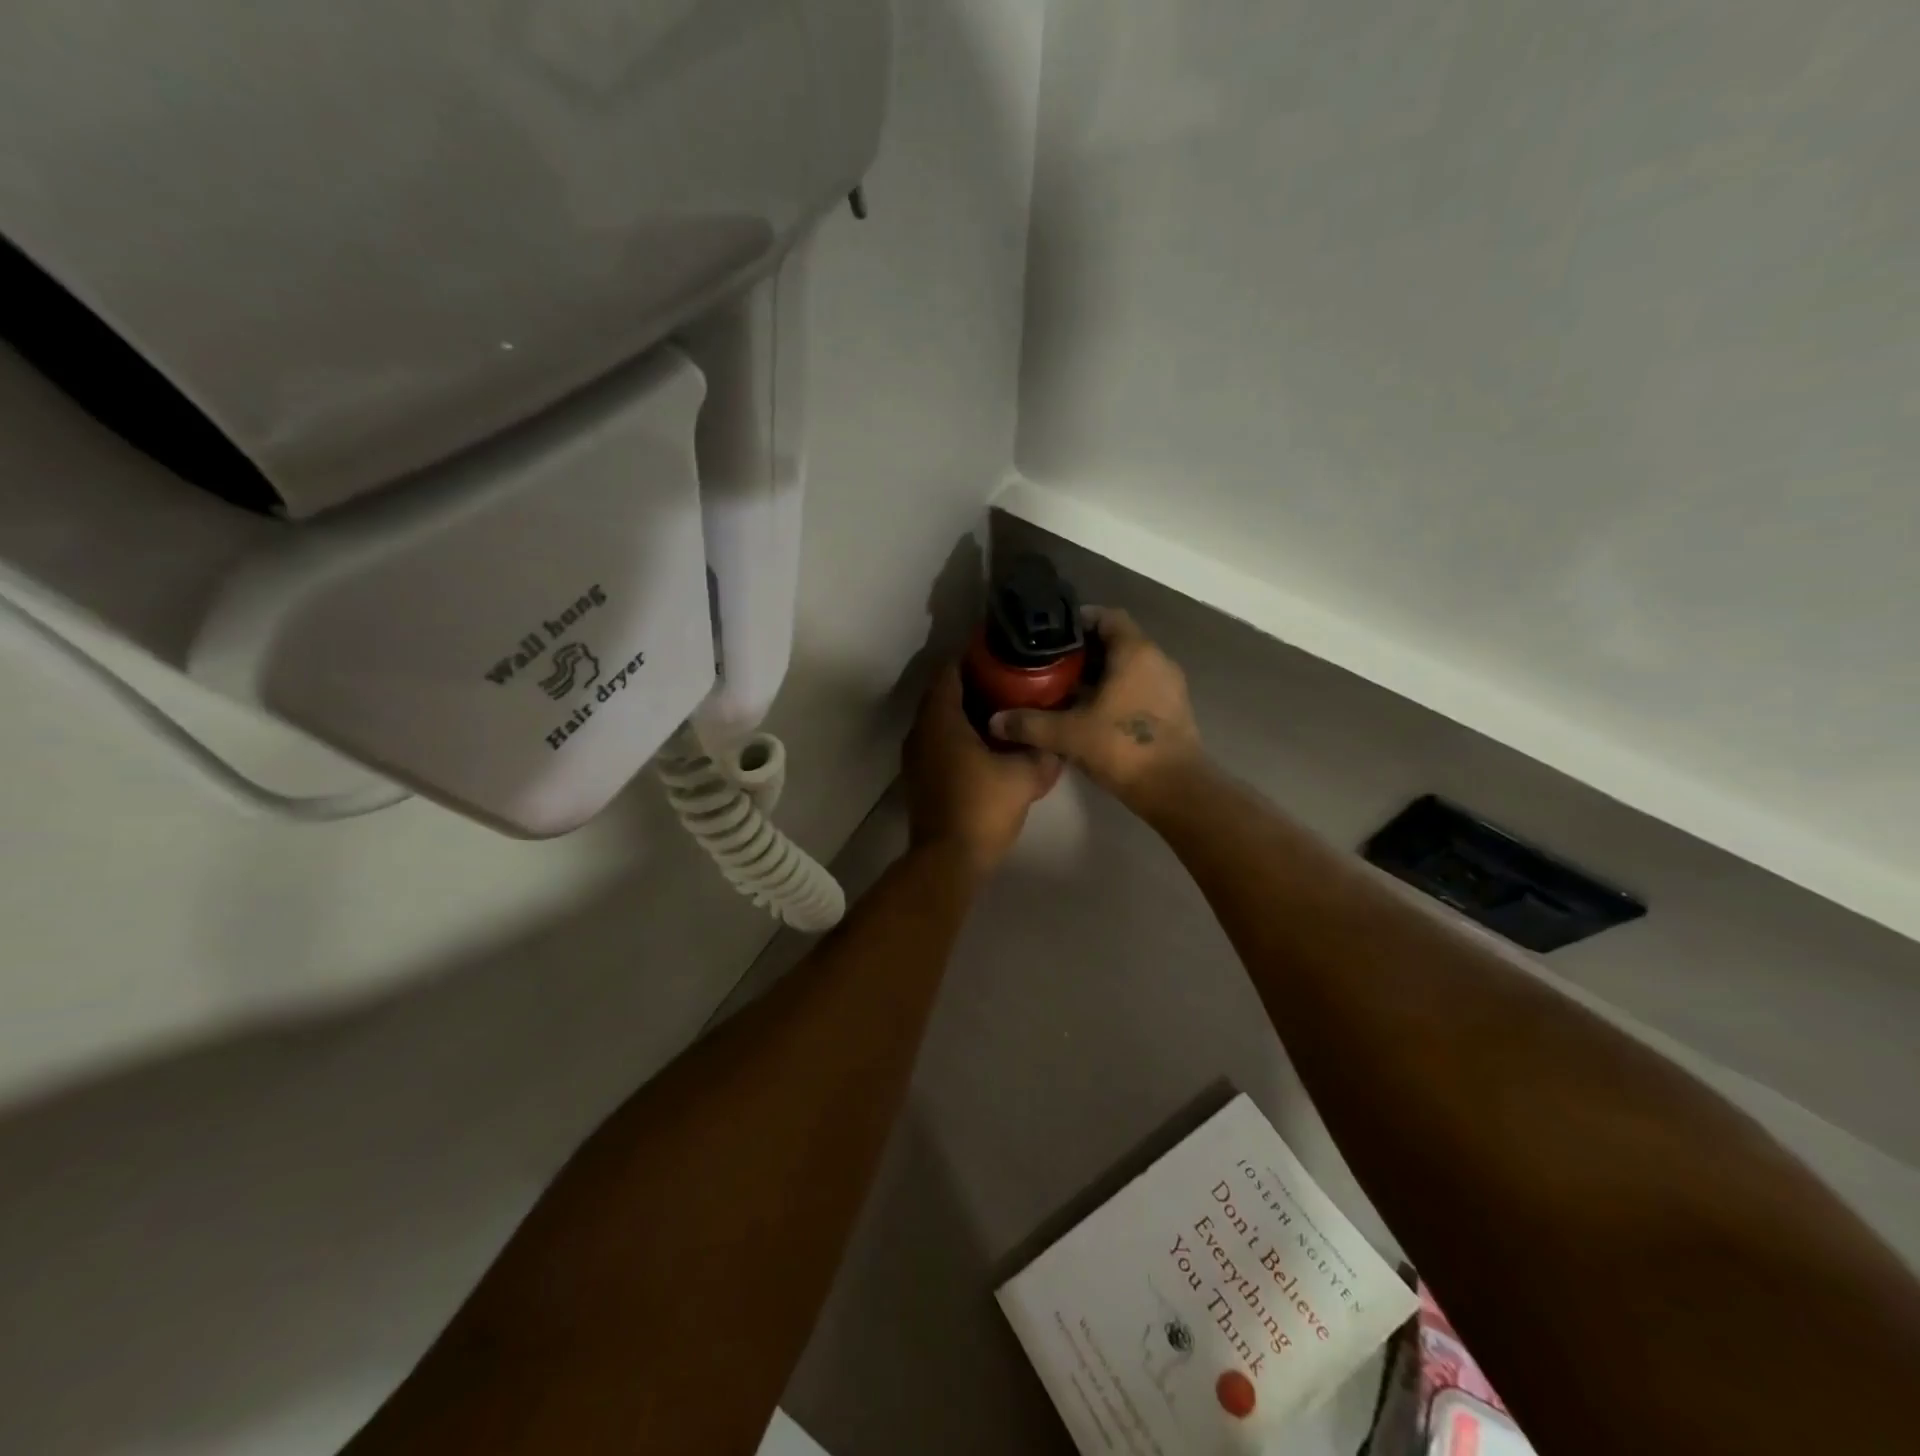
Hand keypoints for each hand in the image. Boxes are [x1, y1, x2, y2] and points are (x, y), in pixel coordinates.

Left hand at [904, 666, 1061, 873]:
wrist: (948, 859)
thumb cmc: (983, 808)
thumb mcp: (1024, 777)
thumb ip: (1042, 753)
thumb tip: (1056, 743)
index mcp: (941, 719)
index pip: (950, 672)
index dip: (972, 657)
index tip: (999, 652)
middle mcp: (920, 730)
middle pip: (942, 693)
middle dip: (972, 683)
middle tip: (1008, 678)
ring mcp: (915, 755)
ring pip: (938, 719)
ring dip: (964, 711)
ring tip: (1001, 707)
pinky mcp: (919, 776)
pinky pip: (937, 741)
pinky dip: (957, 734)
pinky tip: (986, 742)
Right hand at [988, 606, 1201, 804]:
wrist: (1174, 789)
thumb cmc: (1122, 747)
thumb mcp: (1068, 734)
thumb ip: (1029, 724)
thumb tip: (994, 721)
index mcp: (1135, 652)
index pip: (1108, 616)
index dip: (1080, 620)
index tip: (1053, 634)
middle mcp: (1157, 660)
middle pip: (1118, 641)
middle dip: (1085, 651)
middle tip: (1052, 664)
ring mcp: (1170, 685)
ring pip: (1130, 666)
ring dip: (1102, 674)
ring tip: (1068, 689)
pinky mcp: (1174, 710)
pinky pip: (1141, 687)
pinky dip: (1118, 692)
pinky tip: (1092, 712)